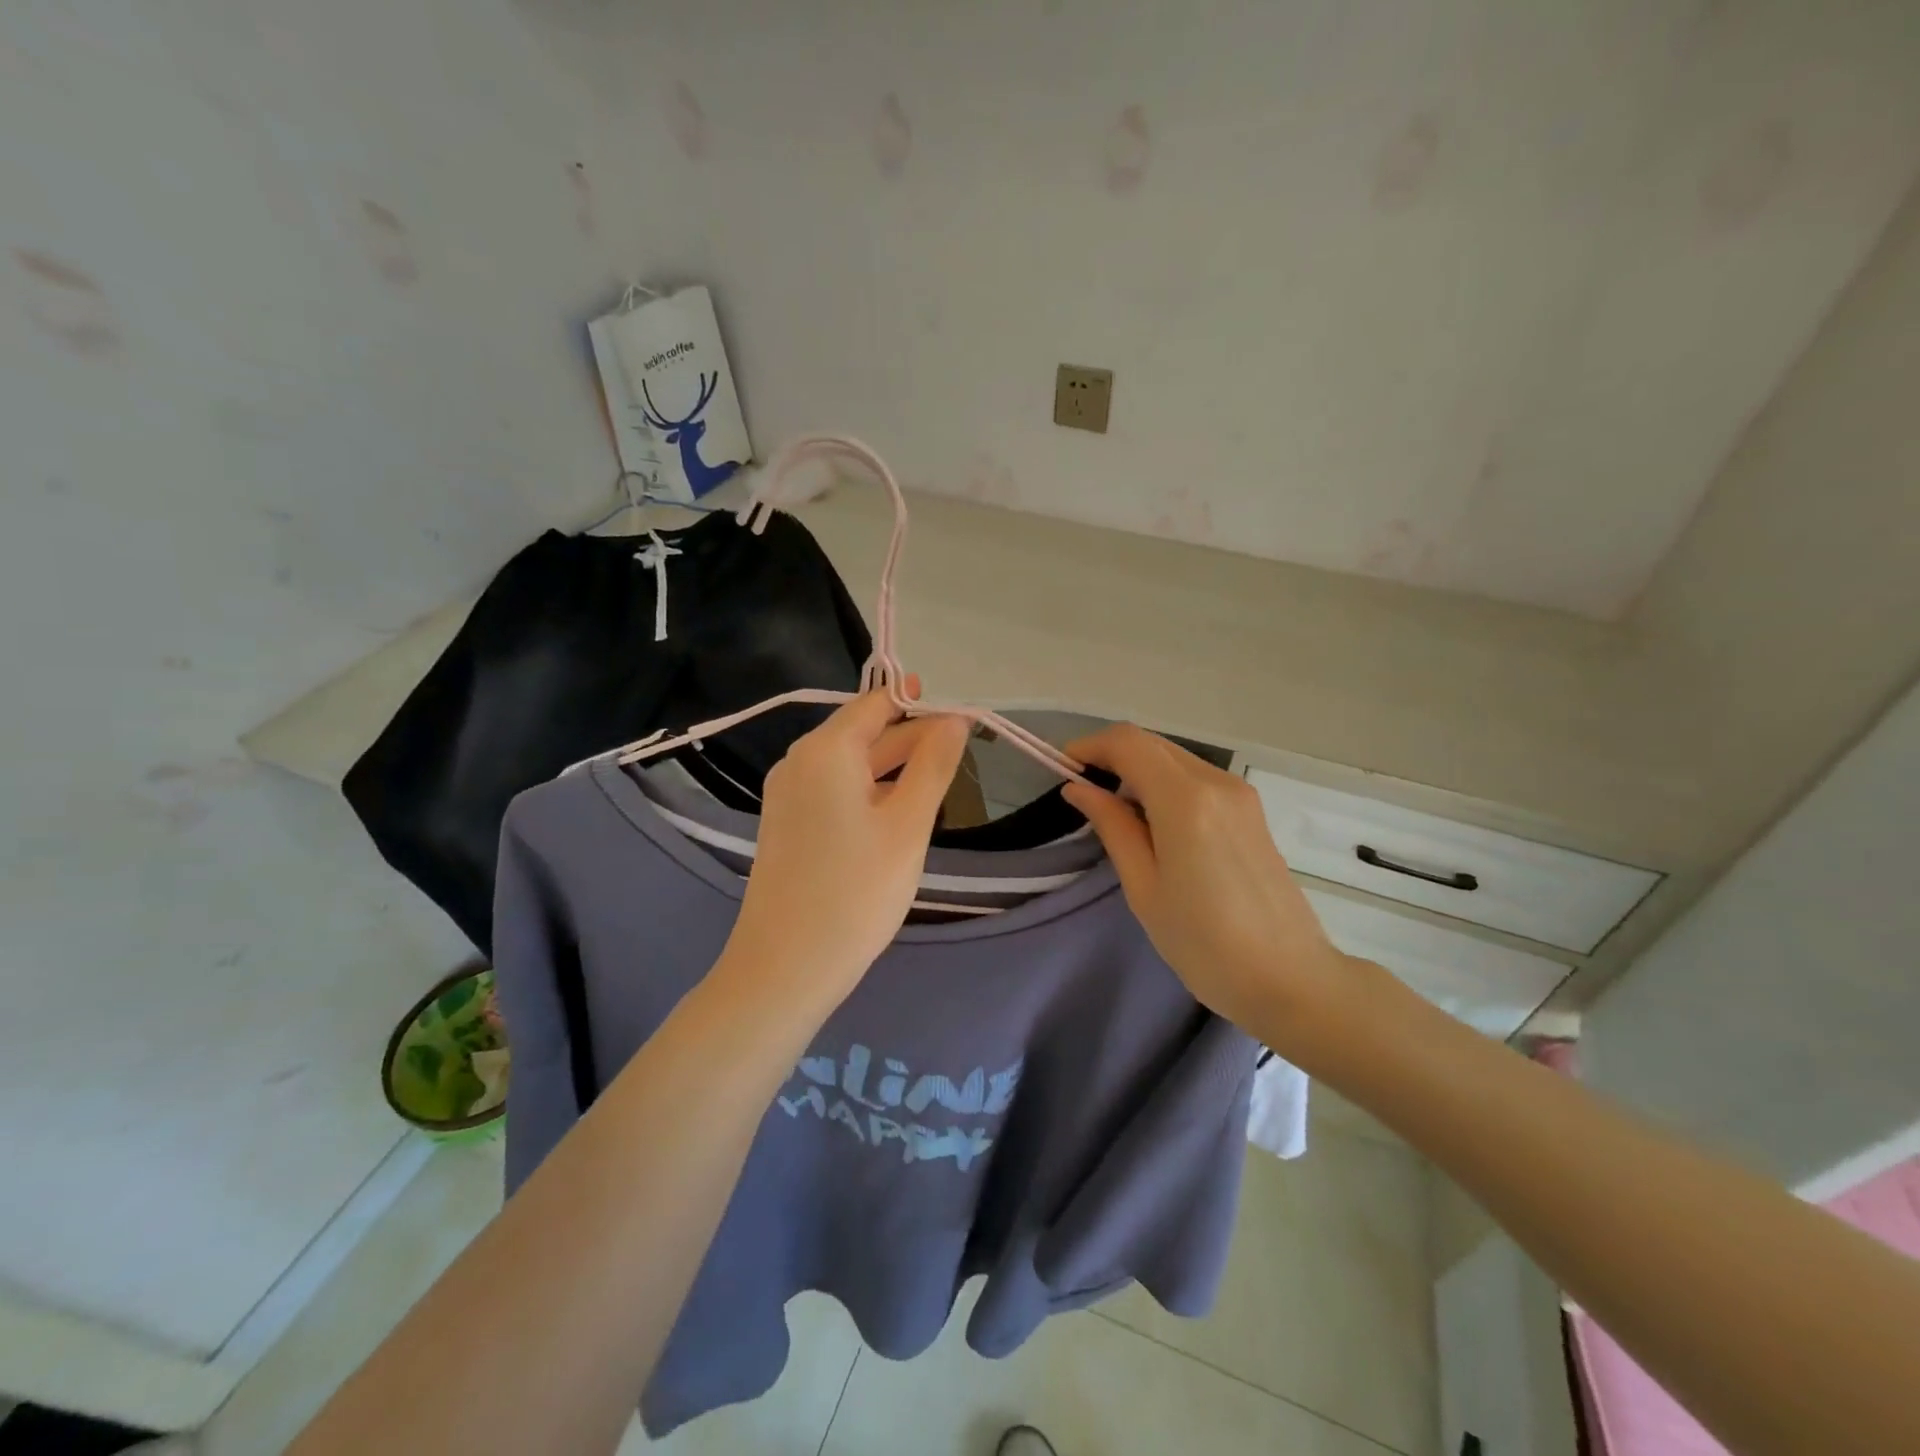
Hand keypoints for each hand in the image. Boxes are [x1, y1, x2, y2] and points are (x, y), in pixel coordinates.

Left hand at [720, 686, 968, 1012]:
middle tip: (963, 750)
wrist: (785, 968)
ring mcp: (787, 793)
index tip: (964, 718)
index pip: (878, 703)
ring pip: (850, 764)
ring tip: (939, 778)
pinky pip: (834, 789)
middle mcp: (799, 760)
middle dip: (913, 737)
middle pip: (864, 732)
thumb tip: (955, 719)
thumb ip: (933, 765)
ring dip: (893, 765)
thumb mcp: (908, 825)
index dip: (923, 705)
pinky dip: (868, 790)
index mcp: (825, 749)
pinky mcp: (786, 823)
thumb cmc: (856, 892)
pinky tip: (897, 810)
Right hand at [1063, 725, 1357, 1045]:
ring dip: (1138, 770)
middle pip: (1152, 744)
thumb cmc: (1205, 943)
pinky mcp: (1250, 811)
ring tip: (1114, 813)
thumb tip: (1079, 788)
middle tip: (1082, 792)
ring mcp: (1239, 794)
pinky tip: (1153, 823)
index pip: (1128, 742)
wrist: (1290, 980)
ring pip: (1174, 758)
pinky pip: (1196, 778)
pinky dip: (1164, 784)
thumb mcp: (1144, 887)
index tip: (1062, 768)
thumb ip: (1112, 826)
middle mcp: (1216, 782)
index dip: (1090, 746)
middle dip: (1111, 756)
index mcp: (1185, 799)